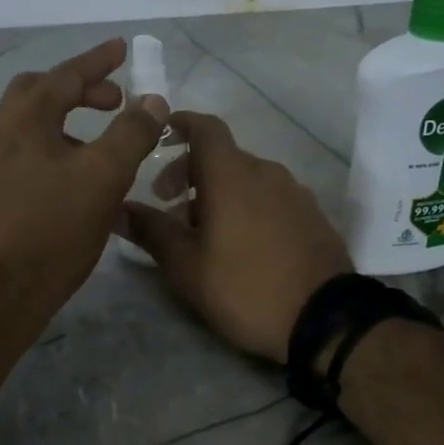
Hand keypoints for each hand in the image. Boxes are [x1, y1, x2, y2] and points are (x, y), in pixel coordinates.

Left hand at [0, 39, 168, 324]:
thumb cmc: (52, 226)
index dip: (98, 61)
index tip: (122, 49)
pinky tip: (83, 176)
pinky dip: (61, 146)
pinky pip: (33, 152)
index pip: (66, 75)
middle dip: (79, 88)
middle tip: (114, 100)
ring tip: (105, 140)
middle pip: (40, 92)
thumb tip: (152, 101)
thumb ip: (131, 133)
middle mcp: (5, 133)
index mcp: (26, 118)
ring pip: (35, 124)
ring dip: (70, 119)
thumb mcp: (103, 175)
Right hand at [121, 112, 350, 361]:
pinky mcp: (312, 216)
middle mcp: (266, 172)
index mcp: (232, 175)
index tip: (160, 134)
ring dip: (218, 192)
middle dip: (189, 171)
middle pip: (222, 156)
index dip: (180, 124)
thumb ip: (151, 230)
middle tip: (167, 203)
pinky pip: (270, 197)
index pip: (204, 128)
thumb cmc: (245, 288)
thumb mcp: (186, 266)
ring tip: (202, 231)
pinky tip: (240, 242)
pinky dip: (247, 205)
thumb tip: (118, 208)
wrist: (325, 320)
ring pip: (247, 178)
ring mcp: (295, 193)